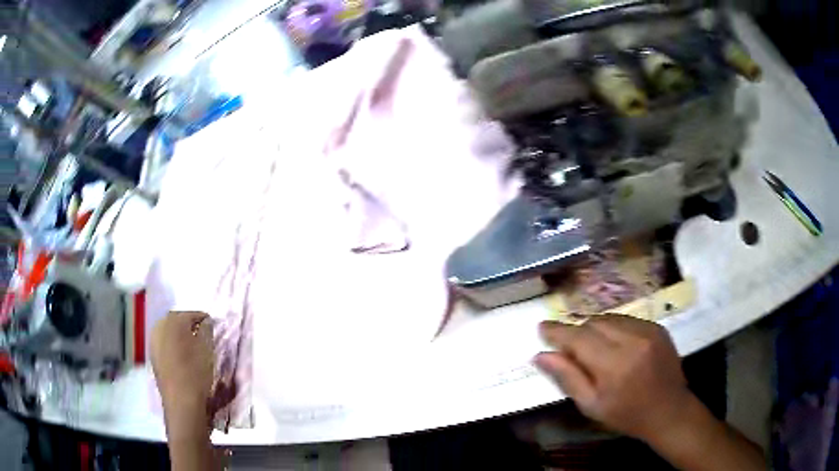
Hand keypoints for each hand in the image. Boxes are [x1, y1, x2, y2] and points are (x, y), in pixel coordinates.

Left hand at [151, 311, 214, 435]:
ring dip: (181, 338)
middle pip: (177, 322)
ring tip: (195, 350)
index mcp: (172, 322)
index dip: (204, 319)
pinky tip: (185, 361)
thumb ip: (207, 330)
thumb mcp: (207, 349)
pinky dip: (175, 349)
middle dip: (190, 327)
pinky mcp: (154, 360)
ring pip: (170, 335)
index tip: (215, 327)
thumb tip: (206, 323)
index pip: (191, 314)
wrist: (182, 404)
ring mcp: (154, 345)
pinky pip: (166, 347)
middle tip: (205, 337)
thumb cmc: (196, 373)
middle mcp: (159, 328)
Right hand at [534, 315, 692, 442]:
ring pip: (610, 318)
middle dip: (577, 332)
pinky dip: (614, 329)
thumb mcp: (591, 405)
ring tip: (593, 348)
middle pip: (593, 323)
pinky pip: (627, 319)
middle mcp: (632, 340)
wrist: (669, 410)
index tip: (542, 328)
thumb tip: (541, 356)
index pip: (578, 338)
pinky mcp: (658, 327)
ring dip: (595, 329)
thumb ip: (567, 378)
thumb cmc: (627, 415)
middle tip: (569, 347)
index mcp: (613, 365)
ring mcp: (648, 330)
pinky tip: (616, 346)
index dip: (558, 331)